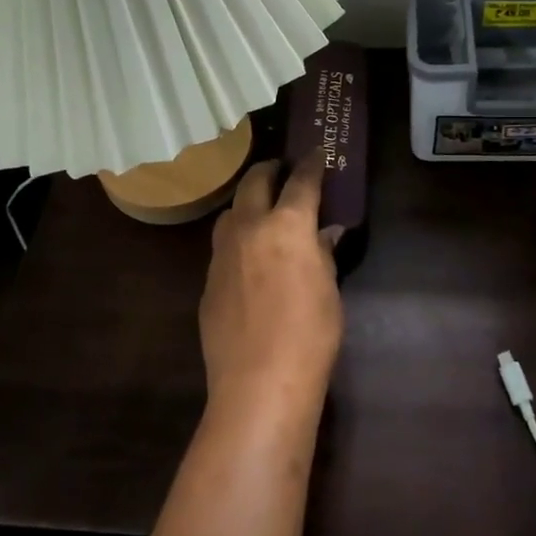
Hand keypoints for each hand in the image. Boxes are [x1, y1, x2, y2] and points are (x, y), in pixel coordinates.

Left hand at [200, 155, 345, 411]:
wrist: (258, 382)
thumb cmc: (309, 335)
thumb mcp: (328, 290)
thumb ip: (323, 253)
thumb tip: (326, 233)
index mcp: (287, 225)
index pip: (301, 182)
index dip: (312, 165)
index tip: (318, 153)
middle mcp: (249, 228)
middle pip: (254, 183)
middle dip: (270, 170)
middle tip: (282, 169)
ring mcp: (222, 253)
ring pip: (230, 212)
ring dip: (247, 202)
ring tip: (261, 210)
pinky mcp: (207, 280)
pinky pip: (222, 246)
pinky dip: (237, 238)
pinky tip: (248, 257)